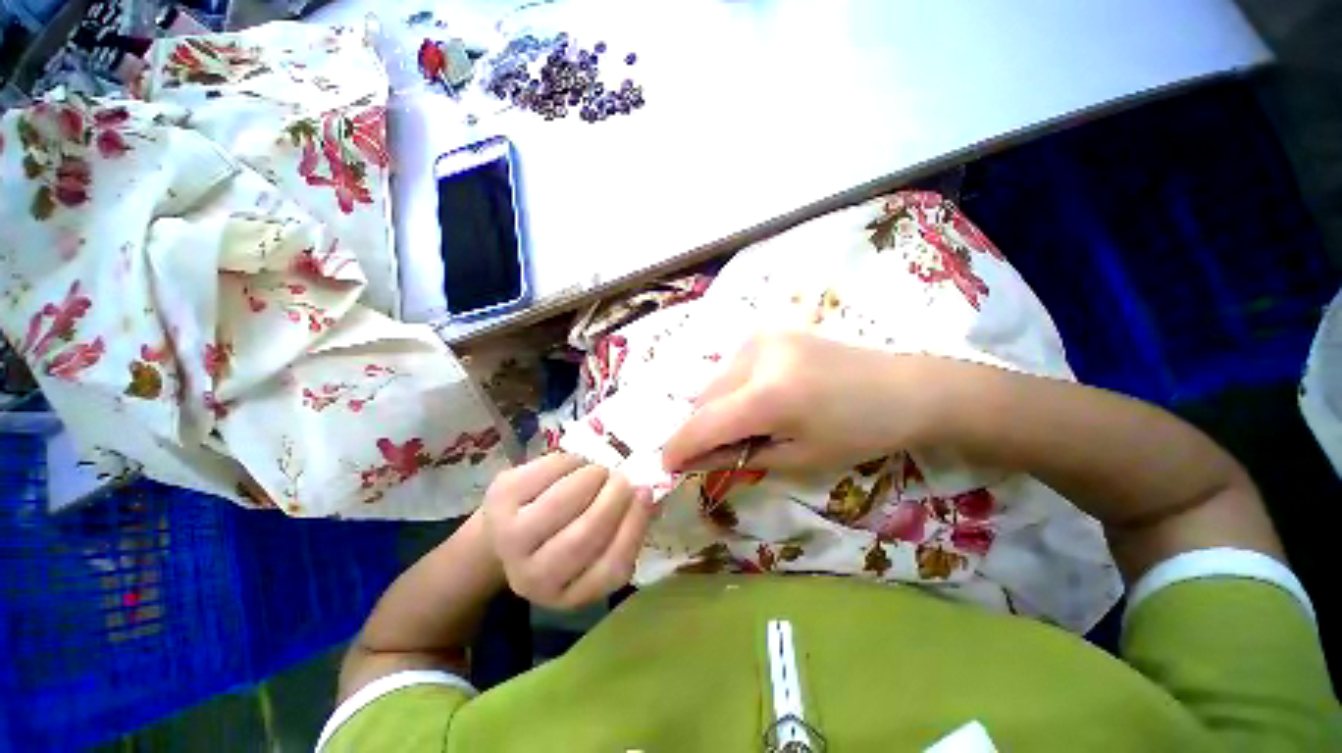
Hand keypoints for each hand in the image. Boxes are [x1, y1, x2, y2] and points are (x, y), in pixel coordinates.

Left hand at [481, 453, 652, 609]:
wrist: (509, 525)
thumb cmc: (565, 533)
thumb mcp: (596, 543)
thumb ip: (626, 525)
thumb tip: (651, 494)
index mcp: (569, 593)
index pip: (611, 568)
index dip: (633, 525)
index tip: (646, 492)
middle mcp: (534, 577)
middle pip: (583, 536)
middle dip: (613, 498)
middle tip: (623, 478)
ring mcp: (511, 537)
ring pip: (562, 502)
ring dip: (592, 477)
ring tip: (598, 472)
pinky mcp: (500, 497)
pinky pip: (546, 472)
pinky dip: (571, 462)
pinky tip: (575, 465)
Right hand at [662, 333, 937, 471]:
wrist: (903, 387)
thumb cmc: (857, 433)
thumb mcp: (796, 458)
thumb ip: (737, 456)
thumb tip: (693, 459)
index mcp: (769, 395)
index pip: (704, 423)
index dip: (678, 447)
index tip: (664, 466)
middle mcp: (756, 356)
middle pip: (703, 398)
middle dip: (699, 428)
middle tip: (714, 452)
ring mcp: (761, 337)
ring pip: (714, 380)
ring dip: (715, 407)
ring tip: (743, 425)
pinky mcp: (768, 331)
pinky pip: (731, 366)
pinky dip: (731, 389)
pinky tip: (755, 400)